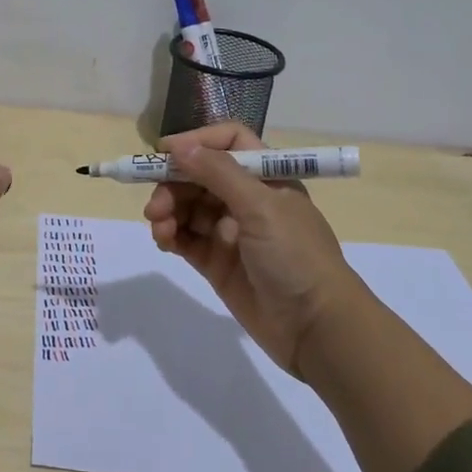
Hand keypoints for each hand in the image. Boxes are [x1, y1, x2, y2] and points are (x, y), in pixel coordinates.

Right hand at [143, 124, 362, 376]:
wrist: (316, 329)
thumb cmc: (296, 256)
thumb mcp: (261, 207)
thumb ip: (218, 172)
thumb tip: (179, 146)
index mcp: (267, 177)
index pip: (229, 143)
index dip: (198, 142)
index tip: (164, 152)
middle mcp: (248, 199)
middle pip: (200, 175)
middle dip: (174, 184)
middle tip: (155, 205)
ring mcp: (231, 232)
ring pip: (188, 207)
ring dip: (168, 210)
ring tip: (159, 228)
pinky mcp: (217, 262)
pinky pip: (186, 238)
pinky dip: (170, 235)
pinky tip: (164, 240)